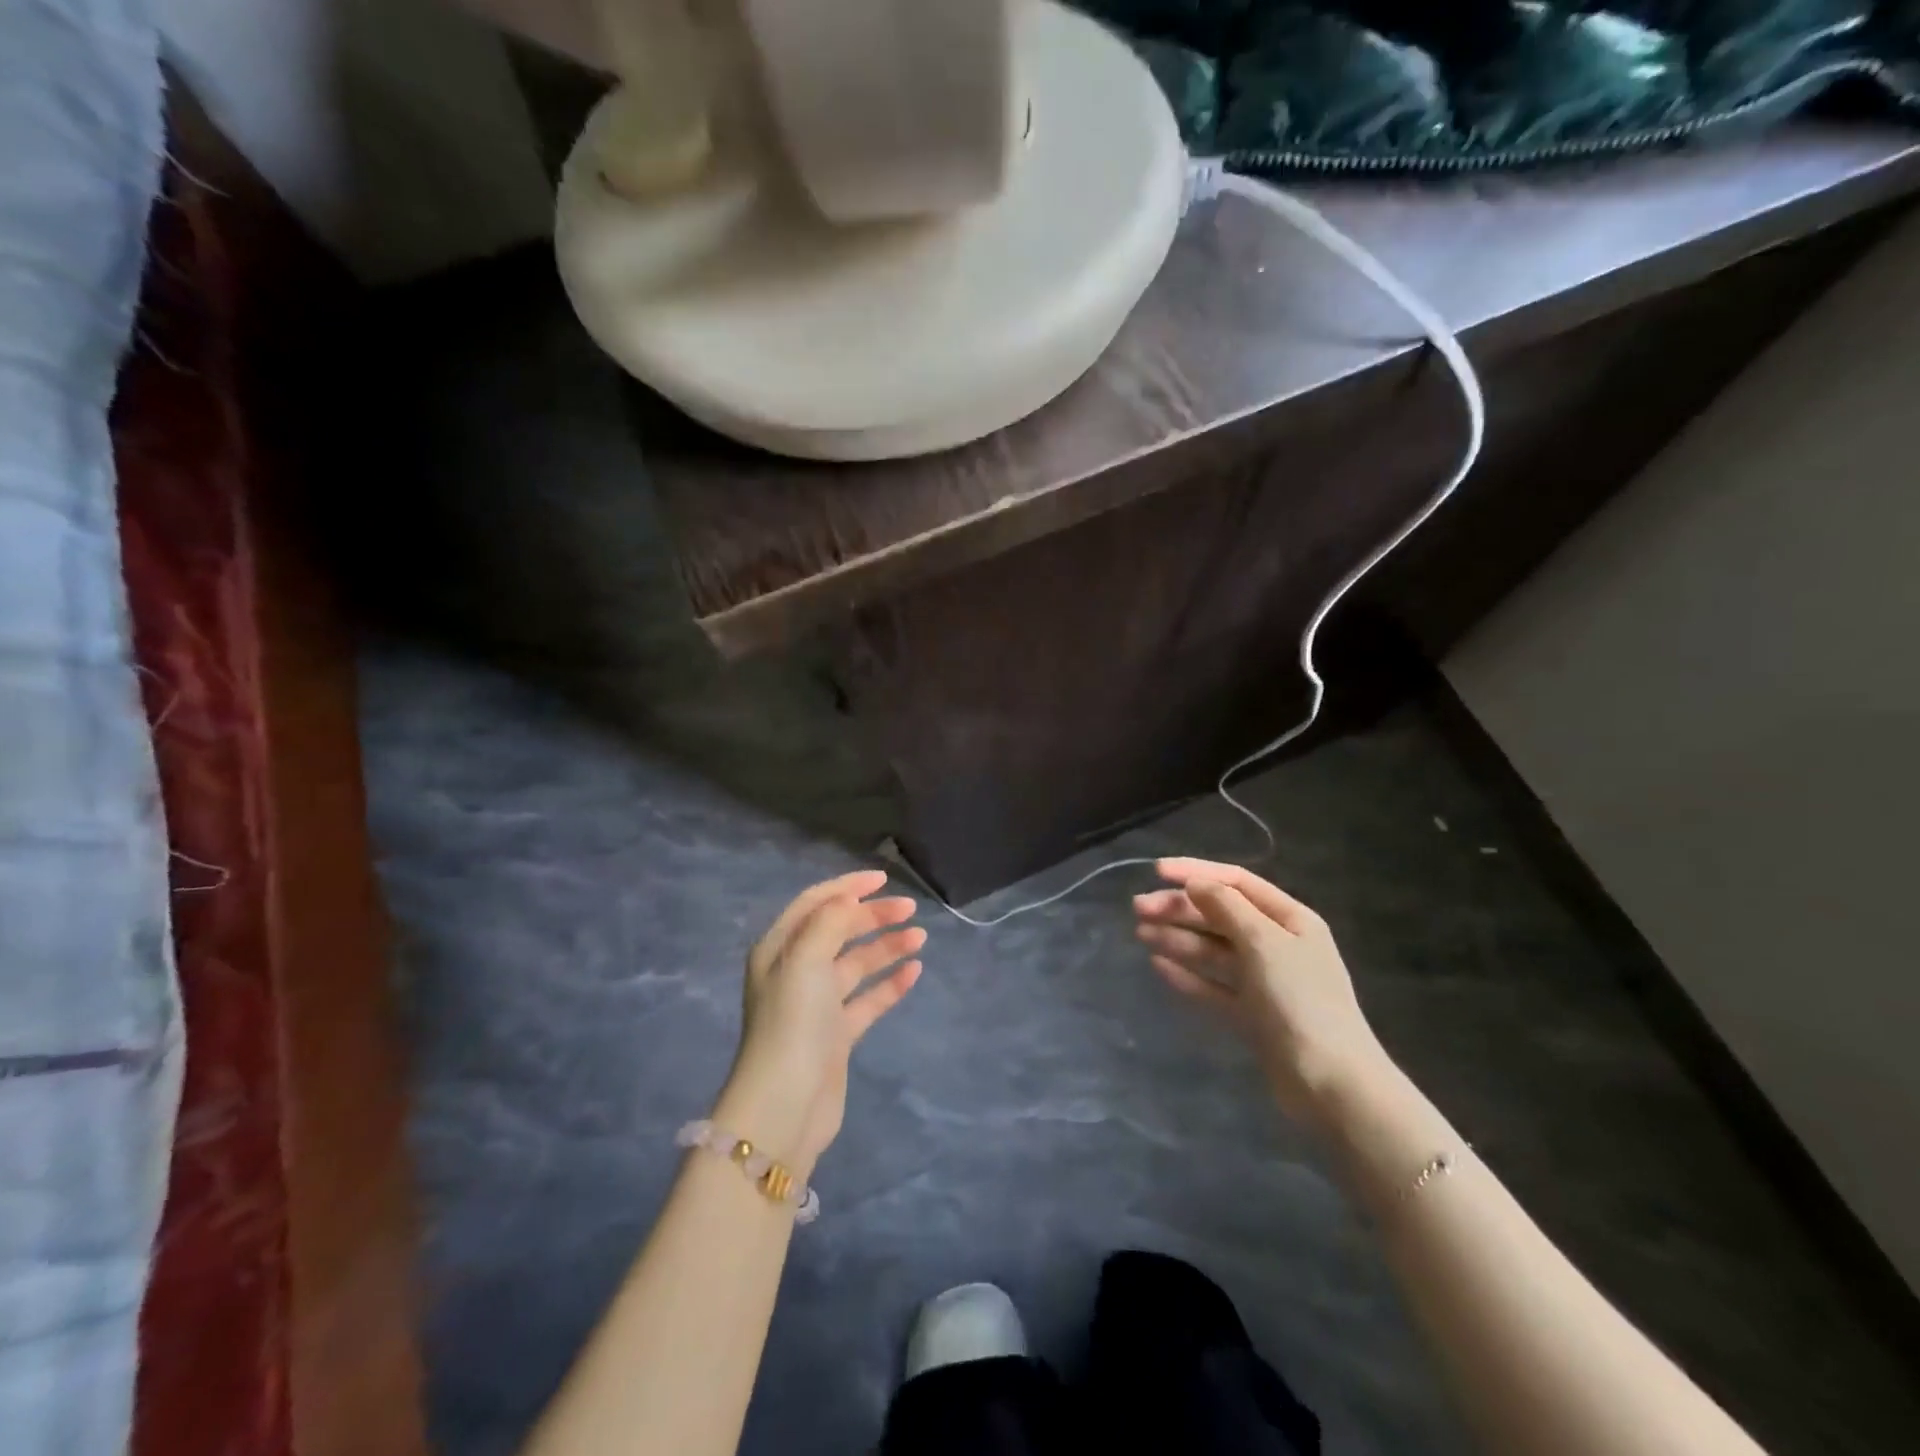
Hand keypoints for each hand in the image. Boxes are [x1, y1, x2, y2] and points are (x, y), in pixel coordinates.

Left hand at [715, 871, 924, 1173]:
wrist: (786, 1105)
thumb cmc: (792, 1023)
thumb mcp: (805, 959)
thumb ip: (830, 921)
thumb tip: (850, 899)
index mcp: (779, 949)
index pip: (815, 903)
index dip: (847, 886)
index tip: (883, 879)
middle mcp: (796, 971)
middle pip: (839, 930)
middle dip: (873, 915)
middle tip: (910, 909)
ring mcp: (817, 1004)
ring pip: (857, 963)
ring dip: (886, 946)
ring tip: (920, 937)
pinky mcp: (837, 1034)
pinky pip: (868, 998)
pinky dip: (890, 983)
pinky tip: (914, 971)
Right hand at [1134, 858, 1390, 1124]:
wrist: (1331, 1085)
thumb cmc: (1301, 1001)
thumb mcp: (1264, 943)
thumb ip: (1226, 907)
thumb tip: (1196, 883)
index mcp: (1290, 919)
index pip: (1236, 882)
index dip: (1196, 871)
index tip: (1156, 871)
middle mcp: (1277, 945)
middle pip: (1220, 915)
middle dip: (1179, 908)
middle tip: (1138, 909)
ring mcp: (1265, 982)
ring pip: (1213, 950)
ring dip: (1177, 938)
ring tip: (1140, 934)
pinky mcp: (1252, 1015)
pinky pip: (1214, 986)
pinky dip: (1188, 975)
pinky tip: (1159, 967)